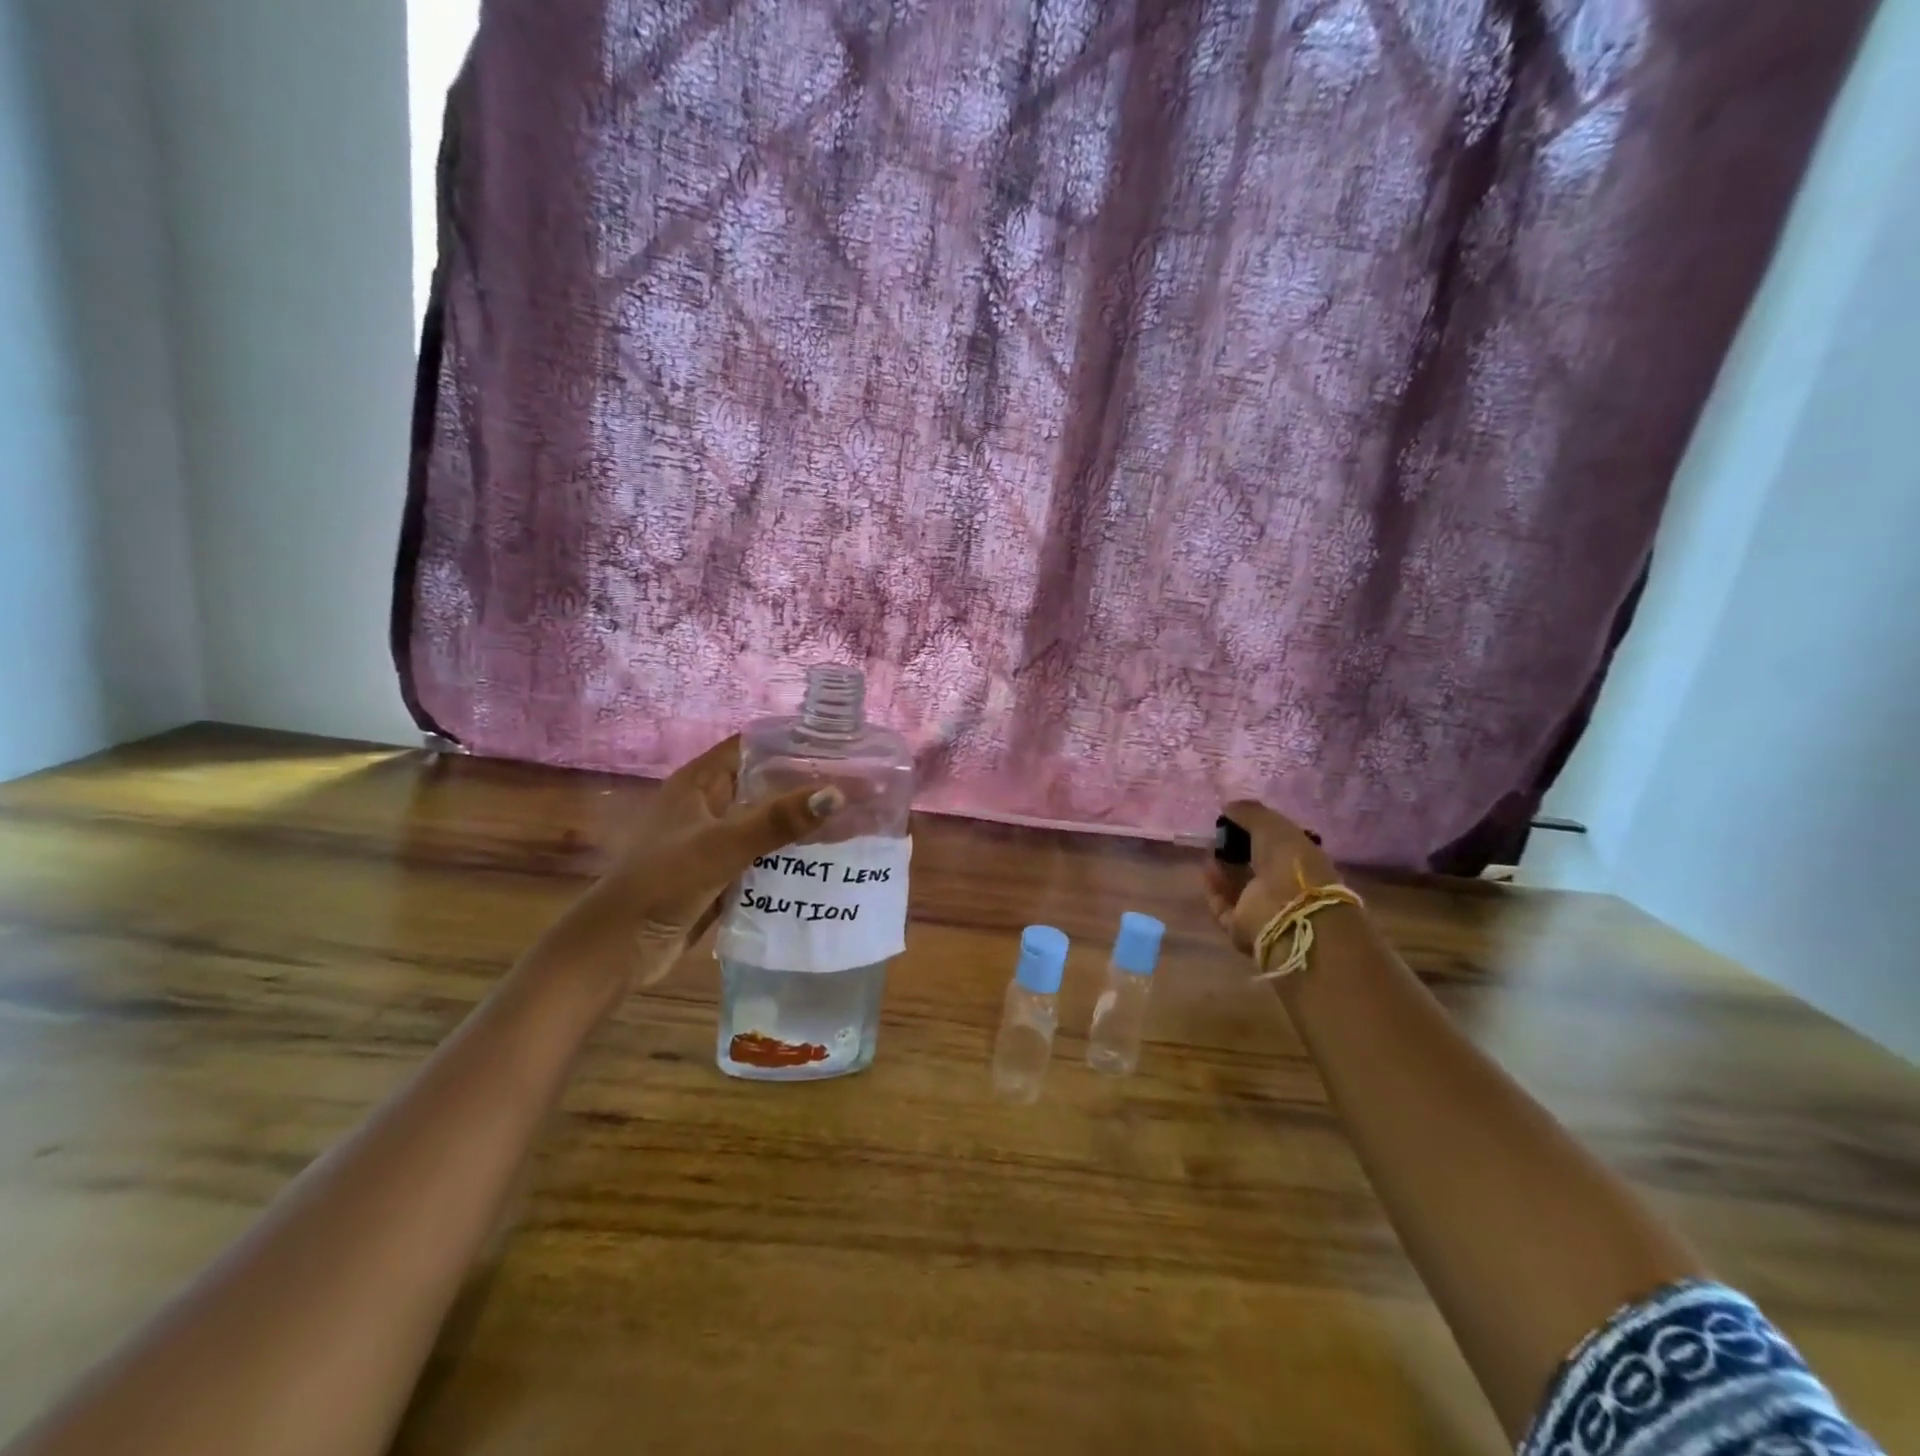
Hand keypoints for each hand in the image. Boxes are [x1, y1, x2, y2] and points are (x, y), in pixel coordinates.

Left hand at [536, 737, 842, 1005]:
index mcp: (698, 783)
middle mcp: (707, 806)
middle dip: (806, 786)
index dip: (791, 742)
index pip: (751, 747)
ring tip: (854, 821)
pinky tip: (827, 861)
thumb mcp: (722, 845)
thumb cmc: (662, 882)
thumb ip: (777, 821)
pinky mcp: (720, 876)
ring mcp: (714, 842)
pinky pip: (763, 858)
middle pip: (764, 785)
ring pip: (766, 824)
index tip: (838, 746)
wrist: (617, 949)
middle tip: (858, 788)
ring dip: (801, 824)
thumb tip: (837, 794)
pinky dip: (790, 858)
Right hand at [1201, 800, 1342, 957]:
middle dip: (1235, 851)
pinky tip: (1206, 871)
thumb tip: (1228, 806)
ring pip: (1238, 887)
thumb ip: (1250, 813)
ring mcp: (1265, 910)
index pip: (1276, 844)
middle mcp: (1284, 886)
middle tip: (1218, 837)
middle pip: (1255, 866)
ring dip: (1222, 870)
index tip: (1234, 820)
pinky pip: (1222, 907)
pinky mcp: (1243, 929)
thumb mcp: (1273, 827)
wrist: (1290, 915)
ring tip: (1210, 852)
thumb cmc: (1290, 865)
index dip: (1255, 831)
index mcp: (1301, 862)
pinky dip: (1213, 890)